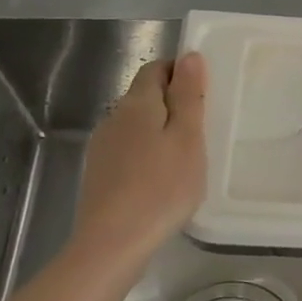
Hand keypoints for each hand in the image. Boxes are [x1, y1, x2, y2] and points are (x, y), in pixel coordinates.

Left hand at [70, 53, 207, 272]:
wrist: (112, 244)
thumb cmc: (161, 187)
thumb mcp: (188, 137)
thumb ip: (189, 95)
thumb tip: (189, 56)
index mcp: (138, 103)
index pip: (156, 68)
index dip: (179, 71)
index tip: (203, 91)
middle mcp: (114, 118)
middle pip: (145, 96)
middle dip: (172, 102)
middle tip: (202, 126)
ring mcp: (102, 147)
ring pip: (136, 125)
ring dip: (159, 130)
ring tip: (185, 155)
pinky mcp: (98, 175)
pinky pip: (128, 150)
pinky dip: (146, 154)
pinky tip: (161, 179)